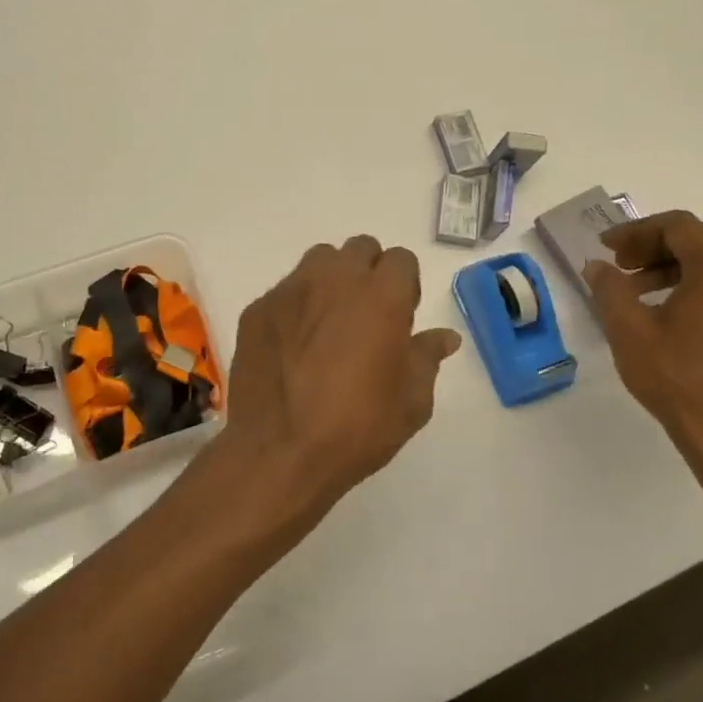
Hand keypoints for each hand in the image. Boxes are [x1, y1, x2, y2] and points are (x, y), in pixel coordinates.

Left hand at [214, 235, 460, 530]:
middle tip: (367, 317)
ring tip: (329, 324)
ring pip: (319, 261)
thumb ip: (427, 358)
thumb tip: (445, 337)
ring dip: (332, 280)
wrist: (279, 452)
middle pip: (360, 249)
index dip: (405, 286)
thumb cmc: (356, 429)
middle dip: (369, 273)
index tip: (400, 319)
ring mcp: (290, 290)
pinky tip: (293, 347)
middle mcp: (335, 279)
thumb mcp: (411, 402)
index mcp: (380, 296)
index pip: (401, 259)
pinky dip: (296, 307)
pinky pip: (285, 291)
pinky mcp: (257, 309)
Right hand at [582, 211, 702, 468]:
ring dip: (677, 266)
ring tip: (640, 291)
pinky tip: (671, 314)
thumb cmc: (675, 377)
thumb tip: (597, 266)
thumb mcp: (628, 330)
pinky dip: (699, 286)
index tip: (607, 247)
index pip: (680, 226)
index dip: (638, 230)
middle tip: (624, 263)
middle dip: (659, 244)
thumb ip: (610, 288)